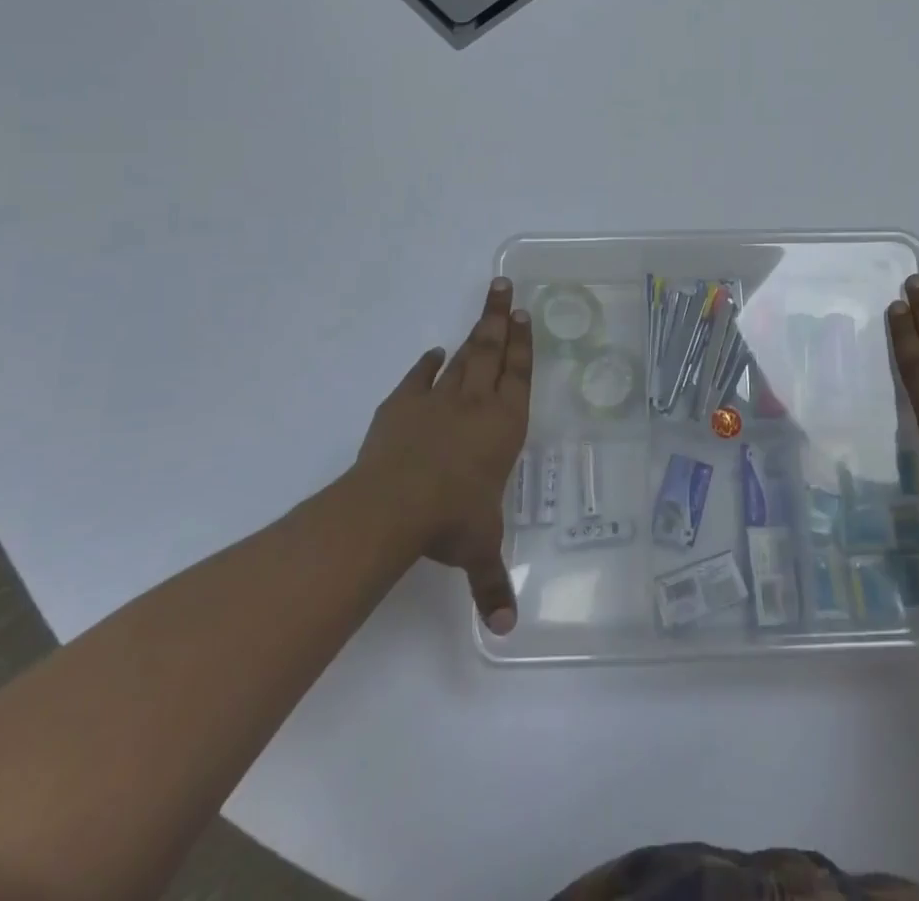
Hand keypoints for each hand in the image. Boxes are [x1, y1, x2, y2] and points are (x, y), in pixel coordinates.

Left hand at [355, 278, 531, 632]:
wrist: (393, 506)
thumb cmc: (450, 520)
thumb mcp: (479, 548)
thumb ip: (493, 582)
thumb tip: (507, 631)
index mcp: (503, 426)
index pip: (519, 375)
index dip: (524, 345)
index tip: (526, 315)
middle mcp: (476, 404)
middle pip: (491, 350)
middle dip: (501, 318)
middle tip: (505, 287)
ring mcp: (437, 401)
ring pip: (462, 356)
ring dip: (474, 330)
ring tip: (486, 303)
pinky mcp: (401, 407)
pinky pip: (419, 378)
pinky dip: (426, 365)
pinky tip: (432, 353)